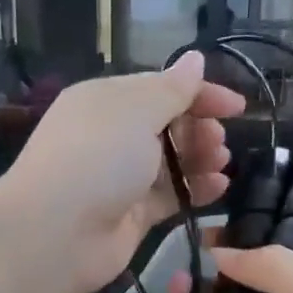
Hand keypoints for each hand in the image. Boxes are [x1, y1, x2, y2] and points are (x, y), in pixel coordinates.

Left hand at [0, 54, 244, 292]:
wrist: (56, 233)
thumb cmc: (96, 158)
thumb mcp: (136, 111)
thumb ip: (172, 89)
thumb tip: (195, 60)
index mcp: (106, 101)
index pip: (160, 89)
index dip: (200, 94)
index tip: (237, 107)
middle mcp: (112, 137)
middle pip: (167, 126)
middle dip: (199, 129)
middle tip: (218, 141)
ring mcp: (121, 179)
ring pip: (171, 162)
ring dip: (200, 159)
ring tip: (221, 162)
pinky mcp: (132, 215)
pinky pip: (170, 196)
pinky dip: (195, 191)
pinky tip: (219, 188)